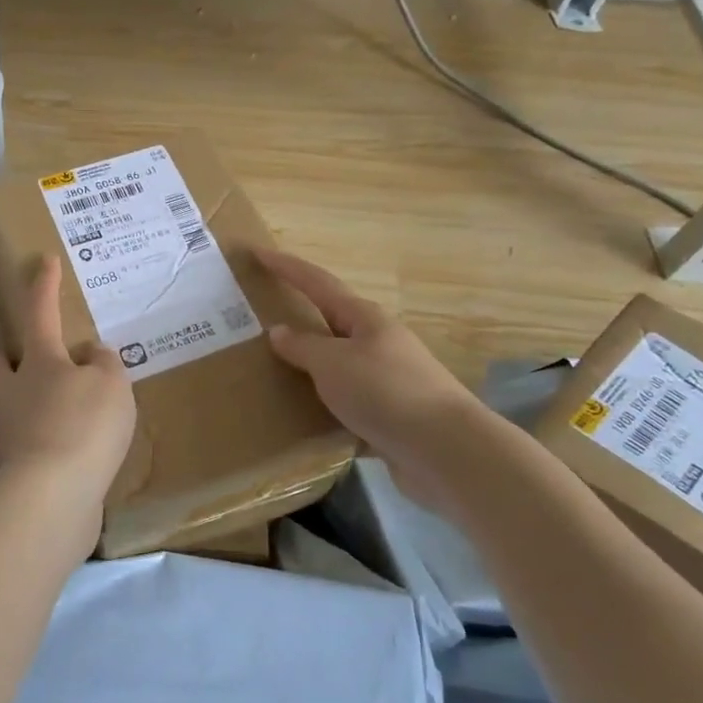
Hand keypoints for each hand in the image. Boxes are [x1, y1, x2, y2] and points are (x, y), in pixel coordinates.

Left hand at [0, 258, 136, 532]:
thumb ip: (105, 365)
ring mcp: (10, 436)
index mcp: (39, 364)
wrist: (52, 498)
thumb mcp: (112, 385)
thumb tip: (91, 357)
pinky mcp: (17, 475)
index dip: (43, 286)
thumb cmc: (83, 426)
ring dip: (33, 406)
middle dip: (7, 357)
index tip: (43, 260)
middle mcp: (15, 395)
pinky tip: (76, 456)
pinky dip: (49, 445)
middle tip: (32, 360)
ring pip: (12, 409)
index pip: (39, 313)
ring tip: (72, 415)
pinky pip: (32, 448)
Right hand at [256, 248, 476, 497]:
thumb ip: (302, 347)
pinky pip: (345, 401)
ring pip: (337, 365)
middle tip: (261, 316)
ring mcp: (386, 379)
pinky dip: (323, 404)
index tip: (258, 253)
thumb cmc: (385, 391)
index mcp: (364, 319)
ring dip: (309, 365)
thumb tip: (278, 331)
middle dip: (299, 317)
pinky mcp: (388, 414)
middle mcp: (377, 342)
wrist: (444, 449)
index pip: (317, 283)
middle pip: (330, 322)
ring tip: (272, 370)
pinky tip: (302, 417)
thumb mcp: (333, 364)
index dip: (287, 267)